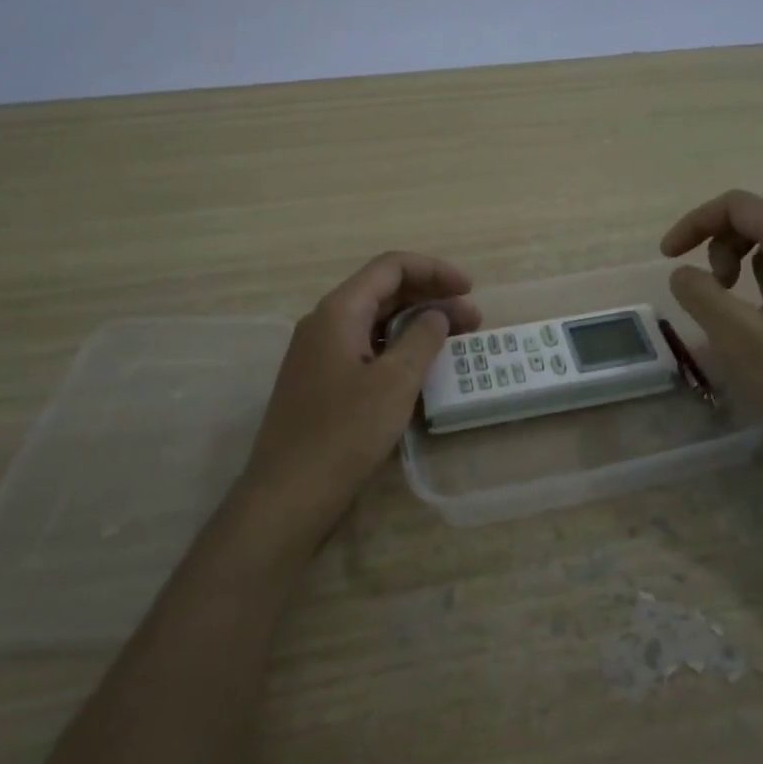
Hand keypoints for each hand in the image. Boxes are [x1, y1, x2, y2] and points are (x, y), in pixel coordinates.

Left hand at [239, 252, 480, 539]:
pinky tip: (423, 367)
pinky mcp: (323, 384)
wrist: (288, 495)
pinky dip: (400, 349)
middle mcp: (325, 325)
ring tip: (458, 340)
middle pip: (383, 293)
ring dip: (418, 324)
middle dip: (431, 298)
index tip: (469, 288)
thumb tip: (437, 315)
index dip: (434, 270)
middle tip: (473, 318)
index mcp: (338, 312)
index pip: (390, 268)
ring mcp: (320, 355)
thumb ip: (422, 339)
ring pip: (376, 323)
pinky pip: (367, 350)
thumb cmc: (344, 433)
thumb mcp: (395, 382)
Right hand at [660, 190, 762, 482]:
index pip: (738, 205)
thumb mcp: (740, 339)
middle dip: (718, 243)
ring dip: (742, 259)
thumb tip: (682, 272)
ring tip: (732, 305)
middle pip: (759, 216)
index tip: (668, 257)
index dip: (695, 223)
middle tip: (709, 288)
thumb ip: (701, 296)